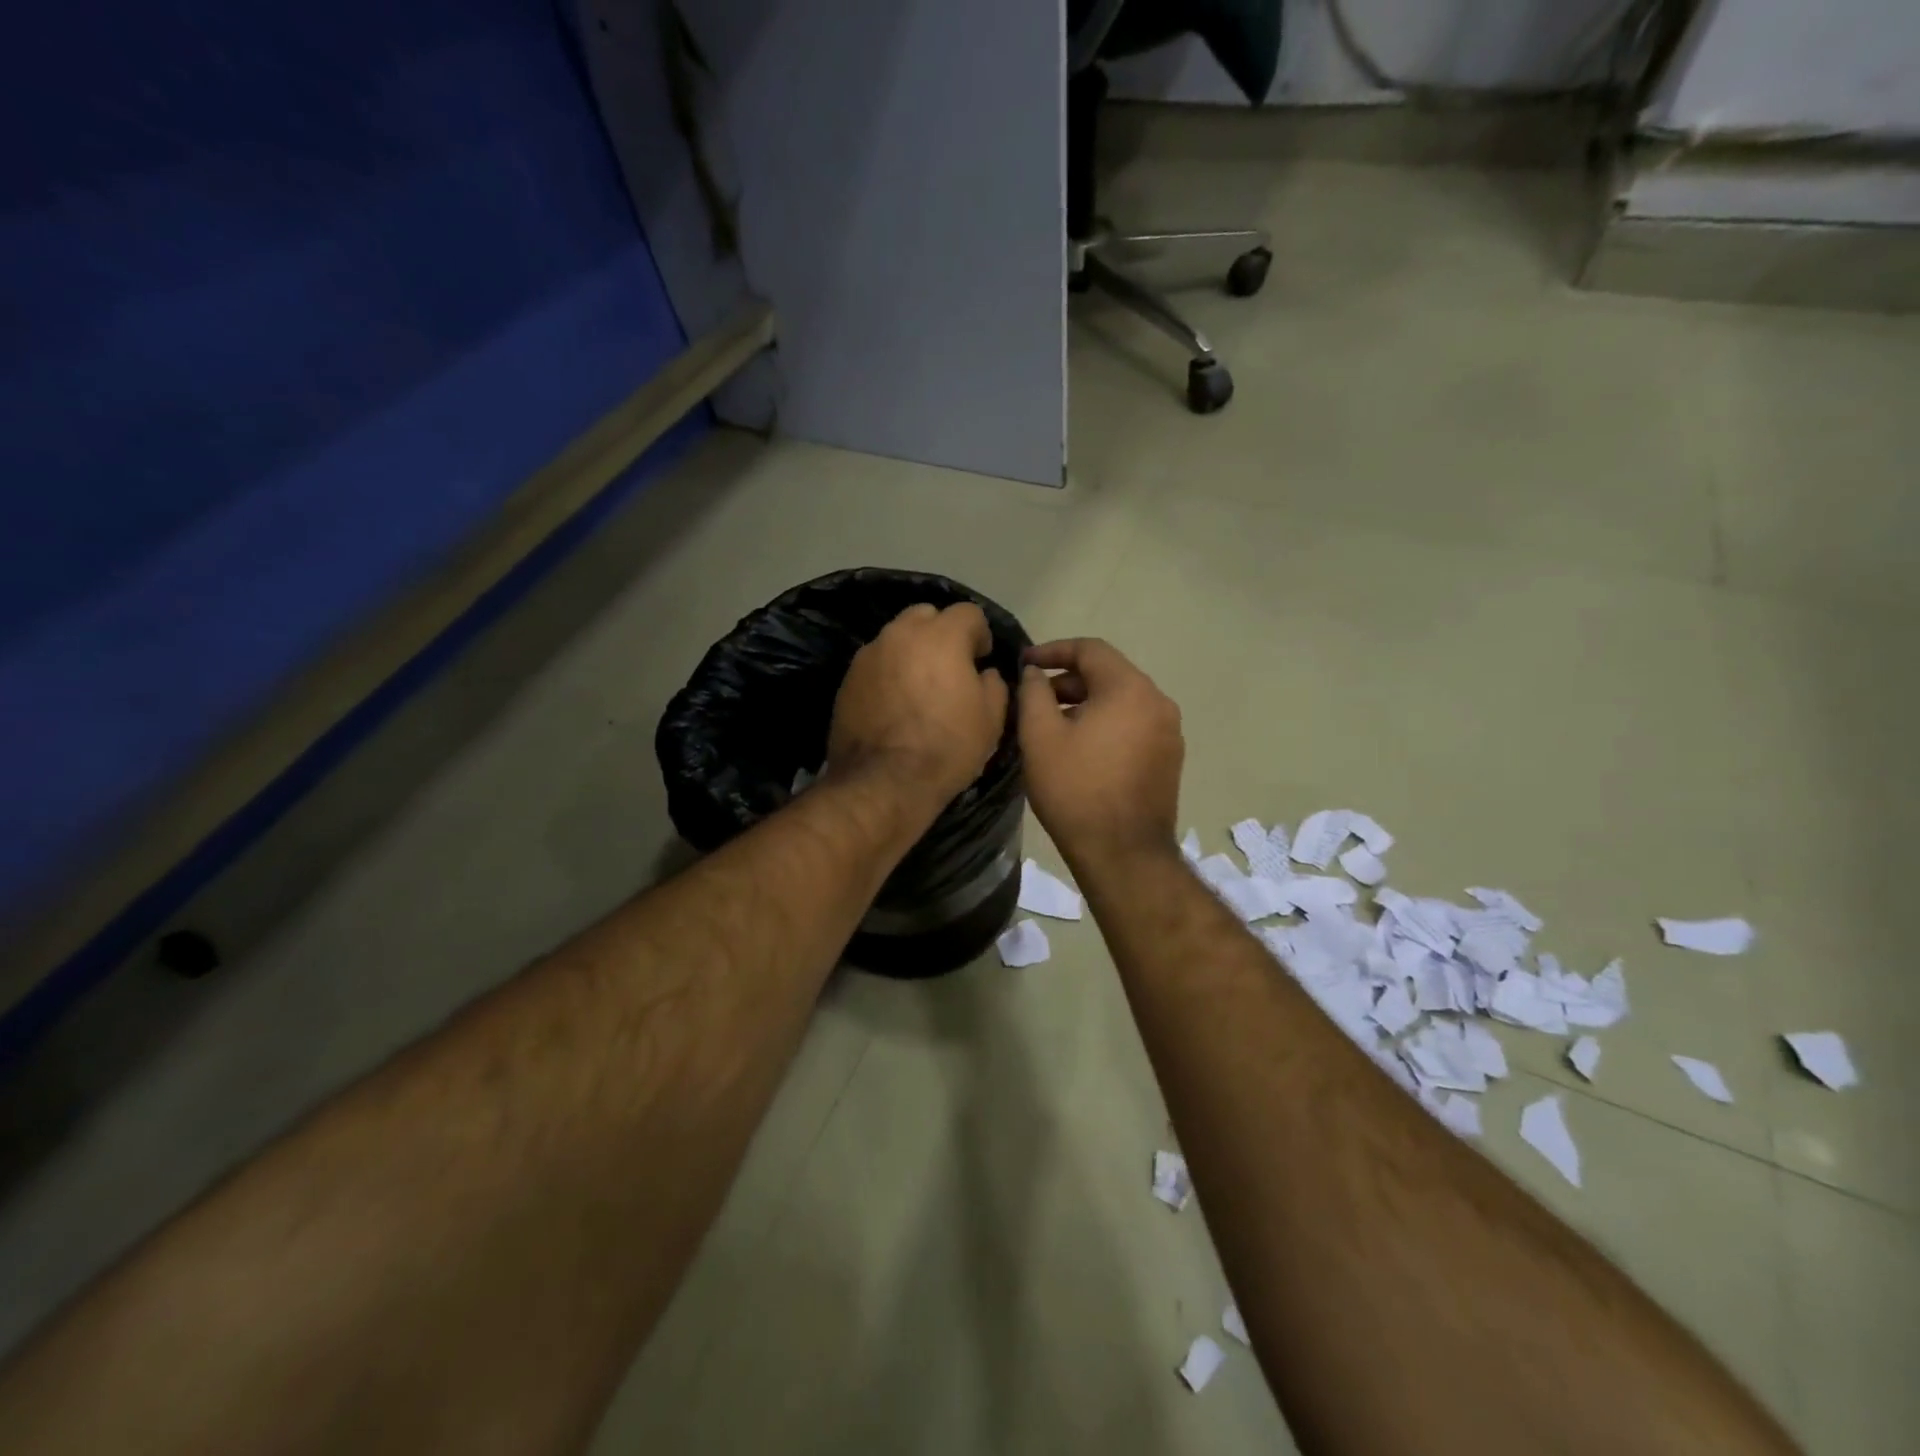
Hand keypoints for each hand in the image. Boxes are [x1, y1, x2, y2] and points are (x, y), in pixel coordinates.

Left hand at [828, 602, 1009, 811]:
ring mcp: (869, 655)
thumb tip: (985, 673)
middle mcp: (901, 634)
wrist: (884, 782)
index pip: (968, 613)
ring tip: (919, 686)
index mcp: (941, 636)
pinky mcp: (847, 679)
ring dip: (912, 652)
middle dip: (941, 633)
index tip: (982, 660)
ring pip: (896, 638)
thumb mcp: (991, 719)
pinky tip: (895, 704)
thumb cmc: (947, 748)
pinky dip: (889, 673)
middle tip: (950, 667)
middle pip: (926, 615)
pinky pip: (876, 663)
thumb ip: (994, 684)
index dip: (980, 635)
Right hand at [1017, 638, 1183, 863]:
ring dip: (1086, 704)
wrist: (1123, 854)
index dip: (1053, 650)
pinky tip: (1081, 749)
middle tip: (1034, 700)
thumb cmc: (1076, 790)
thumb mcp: (1040, 737)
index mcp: (1130, 689)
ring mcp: (1169, 732)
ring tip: (1053, 726)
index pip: (1090, 649)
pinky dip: (1106, 724)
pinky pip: (1134, 725)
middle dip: (1068, 680)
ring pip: (1121, 701)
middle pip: (1109, 674)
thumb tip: (1034, 673)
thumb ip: (1034, 693)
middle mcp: (1158, 702)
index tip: (1024, 663)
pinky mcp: (1170, 758)